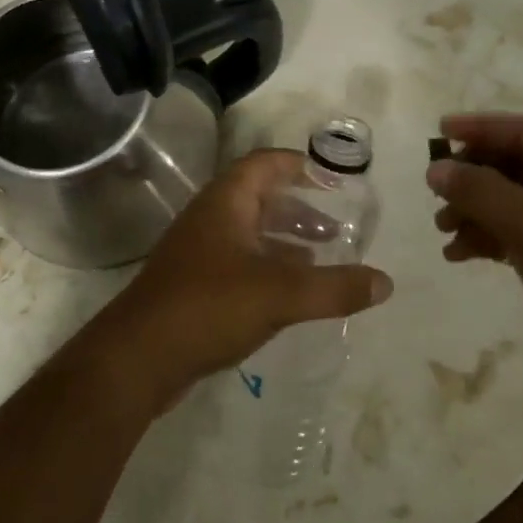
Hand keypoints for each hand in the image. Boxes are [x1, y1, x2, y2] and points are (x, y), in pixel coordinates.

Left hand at [84, 149, 392, 414]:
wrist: (137, 358)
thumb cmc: (209, 306)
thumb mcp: (280, 294)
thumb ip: (335, 287)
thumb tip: (385, 282)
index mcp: (227, 202)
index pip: (264, 164)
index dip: (298, 165)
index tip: (332, 179)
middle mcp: (211, 218)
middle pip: (259, 198)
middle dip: (299, 207)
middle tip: (337, 225)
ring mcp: (199, 252)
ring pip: (250, 233)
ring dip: (285, 240)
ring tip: (323, 255)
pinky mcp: (195, 285)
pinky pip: (240, 263)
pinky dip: (269, 267)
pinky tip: (291, 292)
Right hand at [427, 113, 522, 400]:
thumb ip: (478, 190)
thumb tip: (436, 168)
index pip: (522, 130)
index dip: (479, 127)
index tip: (438, 131)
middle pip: (514, 164)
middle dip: (472, 176)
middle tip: (435, 193)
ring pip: (513, 201)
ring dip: (475, 210)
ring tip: (442, 230)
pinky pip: (520, 232)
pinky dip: (490, 237)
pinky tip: (460, 255)